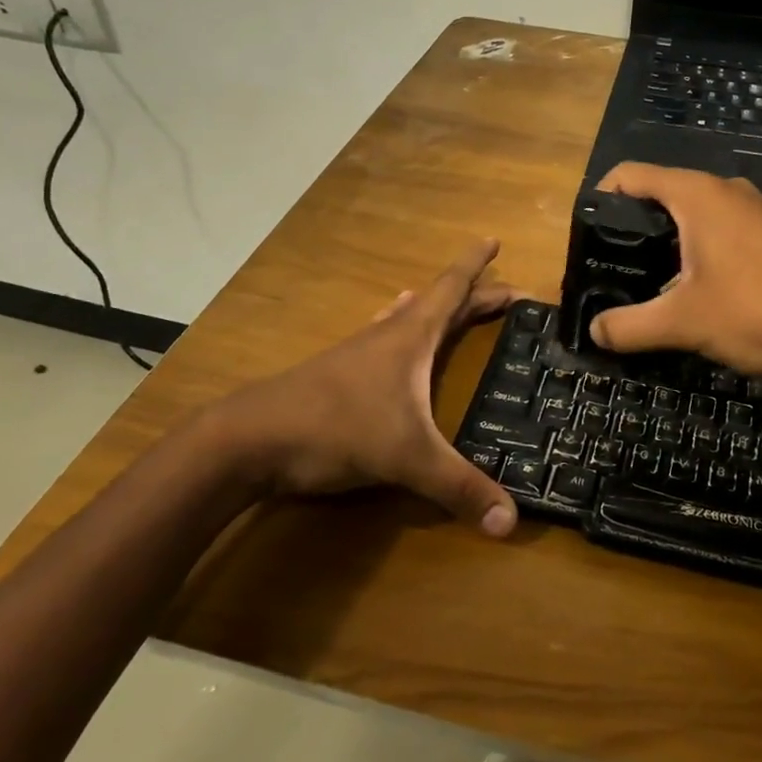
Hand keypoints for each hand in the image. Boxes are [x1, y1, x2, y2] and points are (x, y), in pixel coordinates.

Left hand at [197, 239, 522, 536]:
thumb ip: (459, 487)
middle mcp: (388, 336)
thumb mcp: (407, 458)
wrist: (250, 439)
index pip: (452, 288)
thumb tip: (511, 523)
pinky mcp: (340, 375)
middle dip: (475, 295)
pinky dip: (399, 328)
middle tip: (508, 294)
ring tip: (452, 304)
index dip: (476, 265)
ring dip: (436, 310)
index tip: (494, 239)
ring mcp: (360, 354)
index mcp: (412, 337)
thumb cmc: (337, 429)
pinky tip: (388, 334)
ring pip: (408, 319)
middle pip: (439, 304)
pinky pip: (382, 339)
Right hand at [587, 163, 761, 378]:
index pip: (630, 174)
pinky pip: (717, 226)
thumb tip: (594, 332)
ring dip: (664, 240)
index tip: (586, 236)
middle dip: (631, 225)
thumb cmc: (756, 311)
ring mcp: (751, 209)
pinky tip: (692, 287)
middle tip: (611, 265)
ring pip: (691, 212)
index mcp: (697, 195)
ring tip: (645, 281)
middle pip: (659, 192)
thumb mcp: (683, 322)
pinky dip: (694, 247)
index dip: (600, 197)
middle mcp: (723, 190)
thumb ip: (629, 326)